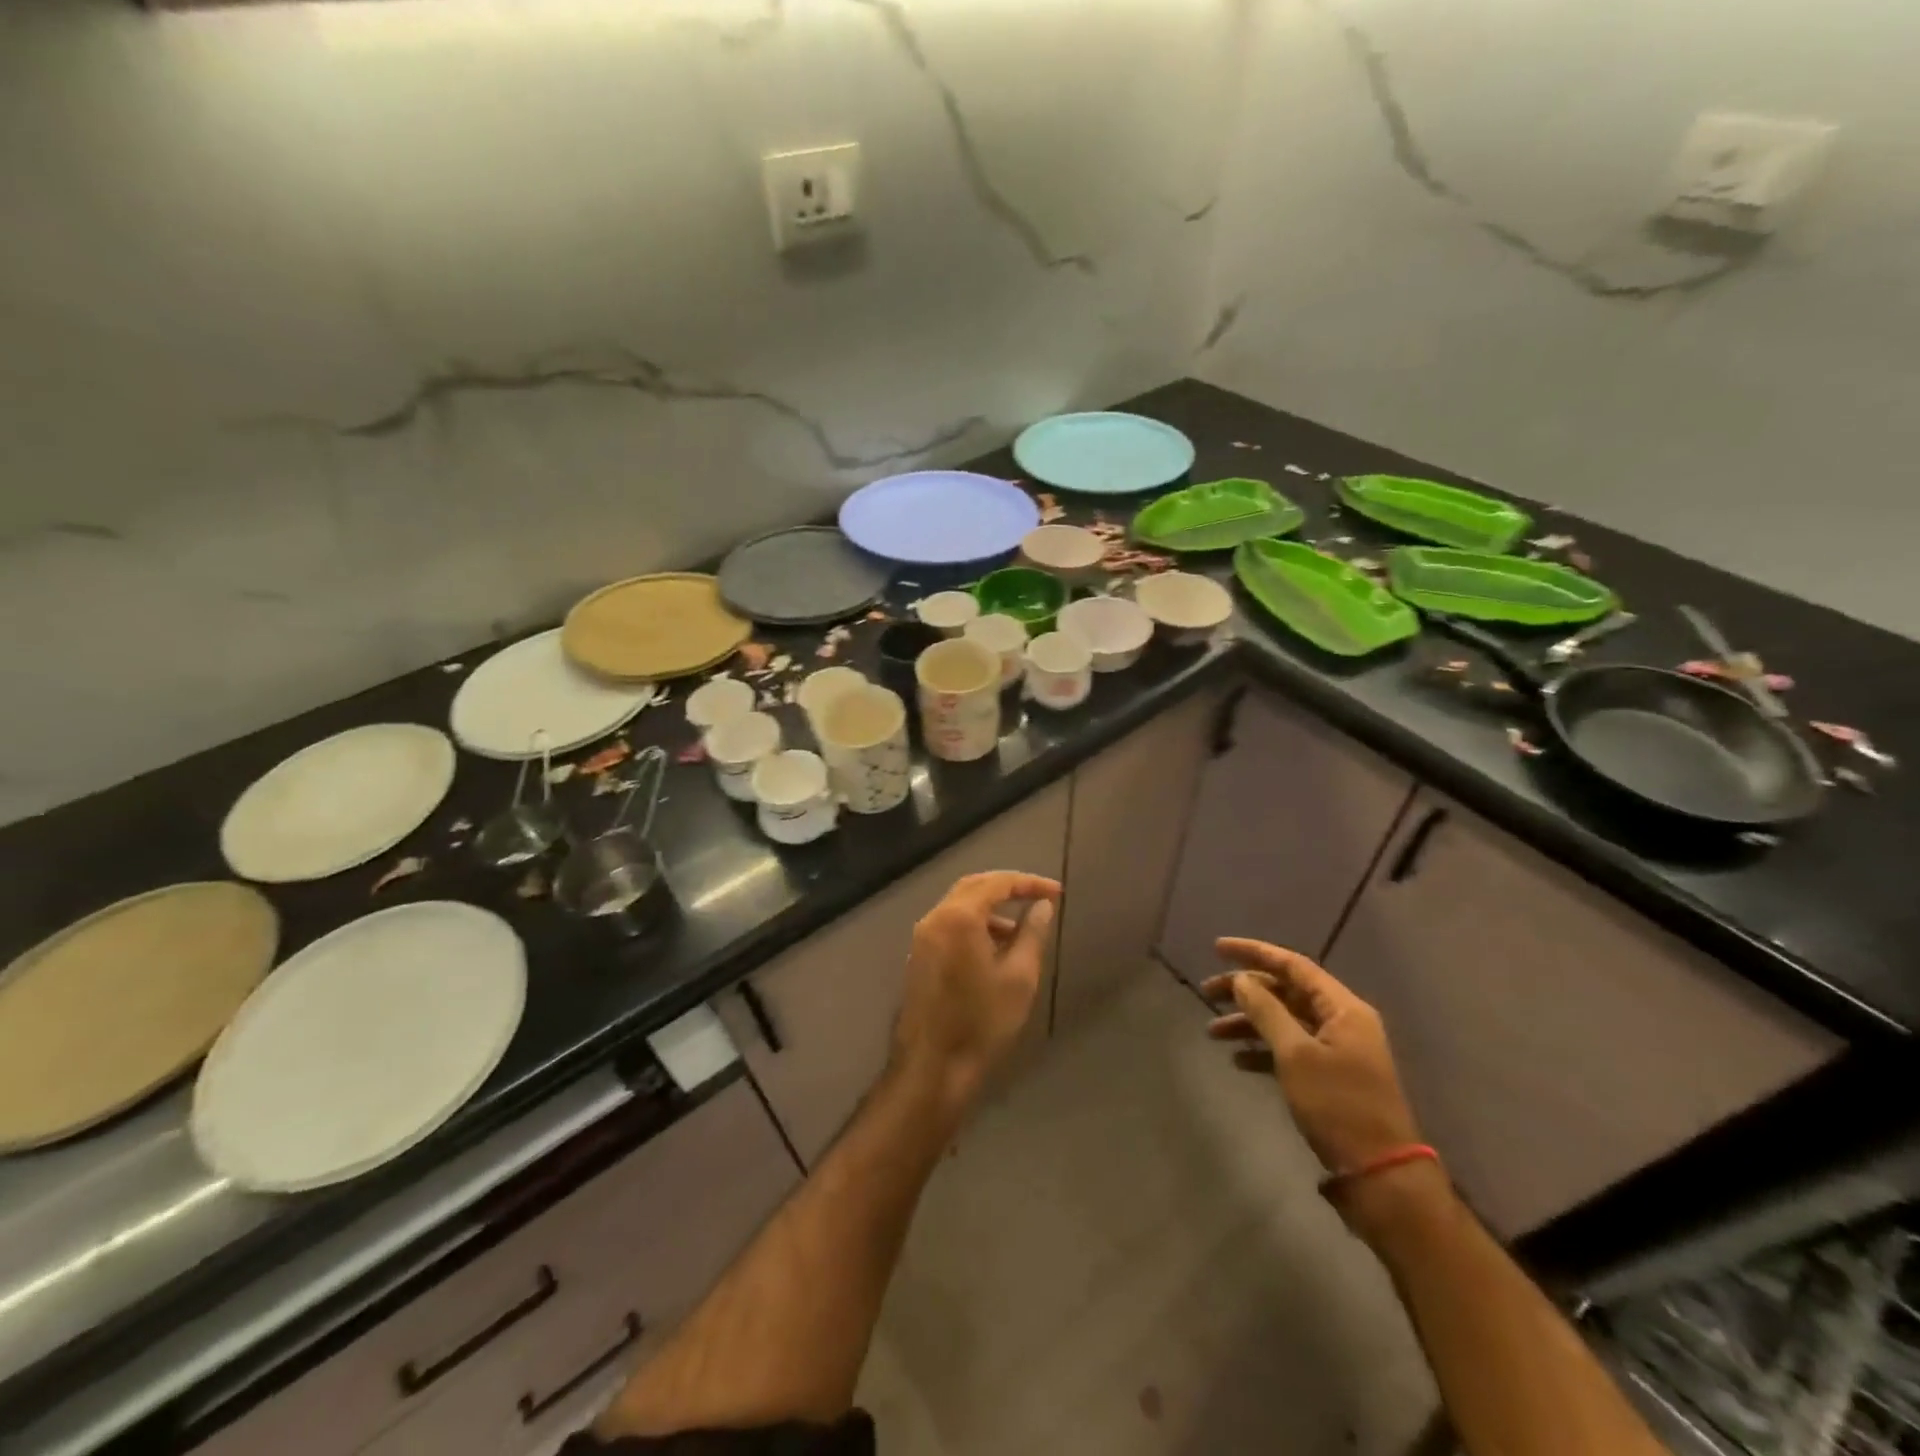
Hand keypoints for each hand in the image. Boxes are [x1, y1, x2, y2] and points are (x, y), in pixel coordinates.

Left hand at [892, 871, 1061, 1101]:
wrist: (932, 1066)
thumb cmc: (982, 1022)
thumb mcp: (1019, 977)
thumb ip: (1032, 934)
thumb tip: (1042, 906)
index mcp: (959, 917)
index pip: (998, 883)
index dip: (1029, 883)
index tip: (1056, 893)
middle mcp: (935, 917)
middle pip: (974, 886)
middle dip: (1008, 887)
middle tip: (1038, 897)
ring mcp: (922, 937)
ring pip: (959, 905)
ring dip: (990, 908)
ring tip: (1021, 930)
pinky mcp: (919, 955)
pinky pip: (949, 924)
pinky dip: (974, 924)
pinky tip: (995, 948)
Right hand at [1202, 938, 1420, 1177]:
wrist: (1380, 1175)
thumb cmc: (1338, 1105)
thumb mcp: (1295, 1054)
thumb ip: (1266, 1010)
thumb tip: (1241, 979)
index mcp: (1342, 1008)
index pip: (1293, 965)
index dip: (1253, 952)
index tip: (1217, 949)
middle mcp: (1342, 1021)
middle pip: (1286, 992)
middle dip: (1245, 990)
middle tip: (1206, 992)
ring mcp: (1337, 1049)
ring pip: (1285, 1021)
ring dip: (1249, 1022)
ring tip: (1212, 1032)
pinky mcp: (1331, 1076)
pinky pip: (1290, 1049)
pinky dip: (1263, 1049)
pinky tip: (1238, 1060)